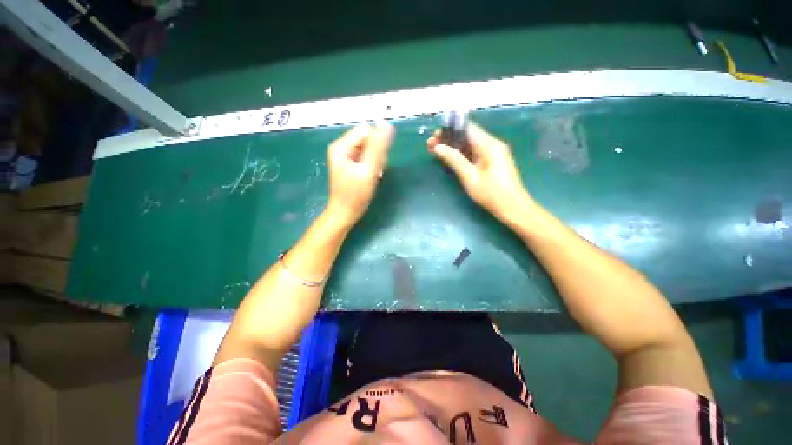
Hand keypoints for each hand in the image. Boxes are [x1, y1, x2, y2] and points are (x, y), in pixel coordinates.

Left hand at [326, 123, 393, 224]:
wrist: (345, 213)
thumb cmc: (355, 195)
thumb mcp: (368, 170)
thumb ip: (378, 148)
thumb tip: (387, 124)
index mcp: (341, 146)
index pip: (367, 131)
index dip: (377, 144)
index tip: (377, 161)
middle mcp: (342, 147)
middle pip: (368, 139)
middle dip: (376, 154)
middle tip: (375, 171)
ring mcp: (346, 156)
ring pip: (370, 149)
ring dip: (376, 161)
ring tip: (373, 175)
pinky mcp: (351, 164)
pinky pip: (367, 157)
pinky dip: (372, 166)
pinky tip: (371, 176)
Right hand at [427, 123, 534, 222]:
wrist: (513, 207)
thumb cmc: (491, 193)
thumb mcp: (469, 176)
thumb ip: (454, 159)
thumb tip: (438, 147)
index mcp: (489, 144)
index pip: (467, 128)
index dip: (448, 130)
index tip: (434, 137)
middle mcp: (492, 144)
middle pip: (467, 135)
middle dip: (448, 139)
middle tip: (431, 146)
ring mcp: (493, 152)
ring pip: (470, 144)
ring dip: (453, 147)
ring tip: (436, 152)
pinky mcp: (492, 161)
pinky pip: (474, 153)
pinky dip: (461, 154)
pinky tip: (449, 159)